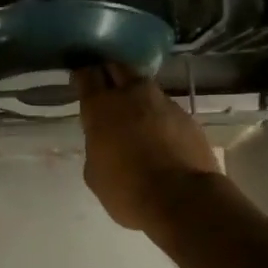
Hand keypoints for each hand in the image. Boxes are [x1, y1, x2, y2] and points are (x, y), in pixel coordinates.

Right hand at [73, 64, 223, 235]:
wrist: (182, 199)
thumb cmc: (127, 190)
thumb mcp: (95, 173)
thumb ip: (96, 146)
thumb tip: (105, 140)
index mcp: (101, 107)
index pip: (87, 75)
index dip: (82, 76)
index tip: (80, 81)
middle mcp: (132, 95)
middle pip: (117, 68)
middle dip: (109, 74)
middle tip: (105, 89)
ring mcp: (163, 102)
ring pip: (144, 87)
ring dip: (136, 95)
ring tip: (134, 114)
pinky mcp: (187, 116)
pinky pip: (166, 108)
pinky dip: (158, 116)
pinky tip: (158, 134)